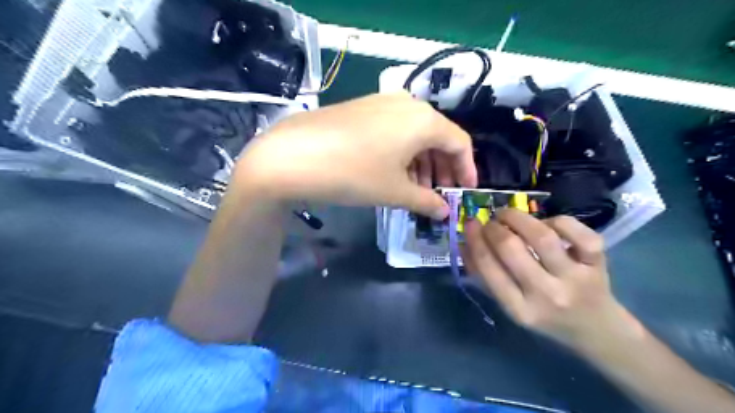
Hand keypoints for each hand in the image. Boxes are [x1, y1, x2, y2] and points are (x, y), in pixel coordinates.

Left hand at [232, 92, 479, 219]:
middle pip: (437, 137)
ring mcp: (381, 102)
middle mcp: (407, 103)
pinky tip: (393, 172)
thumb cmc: (354, 174)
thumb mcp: (395, 191)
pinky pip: (394, 130)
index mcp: (424, 120)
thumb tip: (444, 212)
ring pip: (414, 134)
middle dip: (442, 168)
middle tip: (439, 194)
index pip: (459, 143)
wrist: (293, 155)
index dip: (467, 169)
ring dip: (421, 162)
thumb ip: (426, 201)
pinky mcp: (362, 108)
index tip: (464, 191)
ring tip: (416, 189)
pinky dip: (401, 152)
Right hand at [462, 210, 634, 350]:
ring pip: (542, 236)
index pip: (489, 268)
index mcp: (520, 309)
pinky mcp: (598, 264)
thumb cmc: (544, 316)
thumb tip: (464, 242)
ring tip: (508, 215)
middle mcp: (547, 295)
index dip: (475, 240)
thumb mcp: (510, 304)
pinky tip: (547, 224)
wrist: (596, 329)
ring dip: (518, 217)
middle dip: (494, 227)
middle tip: (491, 222)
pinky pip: (578, 233)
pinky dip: (558, 221)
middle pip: (511, 248)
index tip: (470, 223)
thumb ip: (484, 276)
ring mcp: (576, 279)